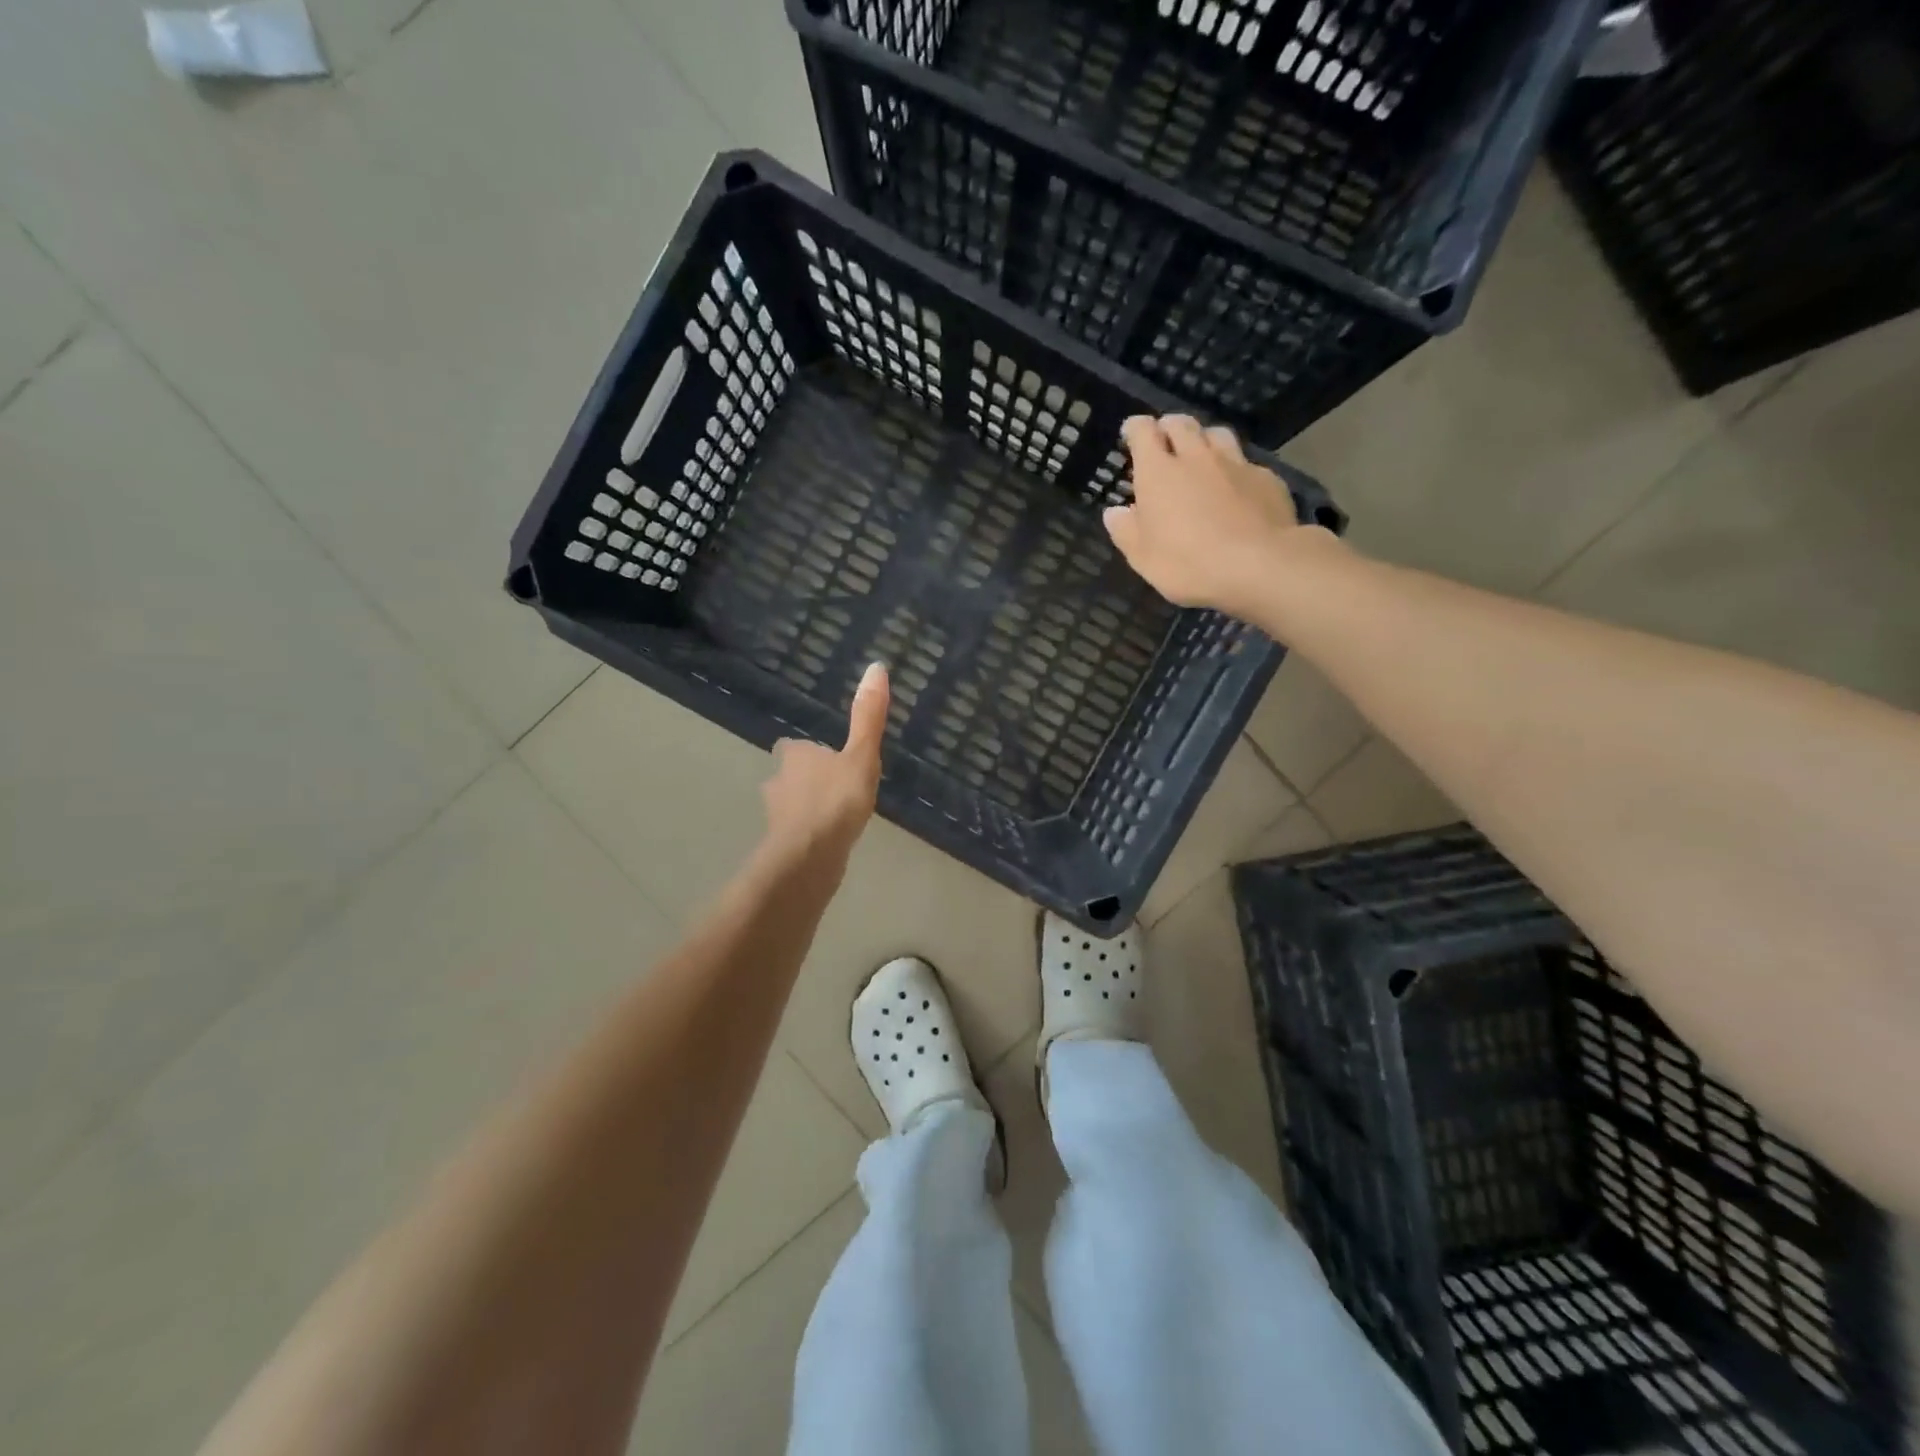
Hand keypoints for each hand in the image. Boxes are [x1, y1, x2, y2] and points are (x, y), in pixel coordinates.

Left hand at [760, 661, 889, 866]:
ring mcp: (777, 816)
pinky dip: (809, 834)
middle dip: (806, 779)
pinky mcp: (782, 845)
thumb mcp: (860, 756)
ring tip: (835, 815)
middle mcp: (778, 782)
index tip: (825, 756)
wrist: (810, 857)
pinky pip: (798, 833)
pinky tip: (829, 842)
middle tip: (835, 786)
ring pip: (791, 805)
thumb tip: (876, 666)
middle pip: (789, 775)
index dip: (807, 751)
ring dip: (807, 807)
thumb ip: (868, 718)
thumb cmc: (835, 800)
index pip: (793, 747)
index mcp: (794, 756)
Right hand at [1103, 415, 1340, 618]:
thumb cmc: (1188, 563)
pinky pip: (1245, 462)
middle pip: (1181, 424)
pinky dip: (1235, 468)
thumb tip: (1114, 512)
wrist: (1259, 565)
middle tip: (1164, 440)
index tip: (1131, 433)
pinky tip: (1236, 487)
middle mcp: (1196, 457)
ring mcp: (1235, 464)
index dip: (1135, 428)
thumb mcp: (1143, 558)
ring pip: (1217, 434)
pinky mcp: (1266, 478)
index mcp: (1158, 473)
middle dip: (1168, 426)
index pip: (1143, 432)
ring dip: (1204, 439)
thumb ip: (1125, 531)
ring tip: (1201, 455)